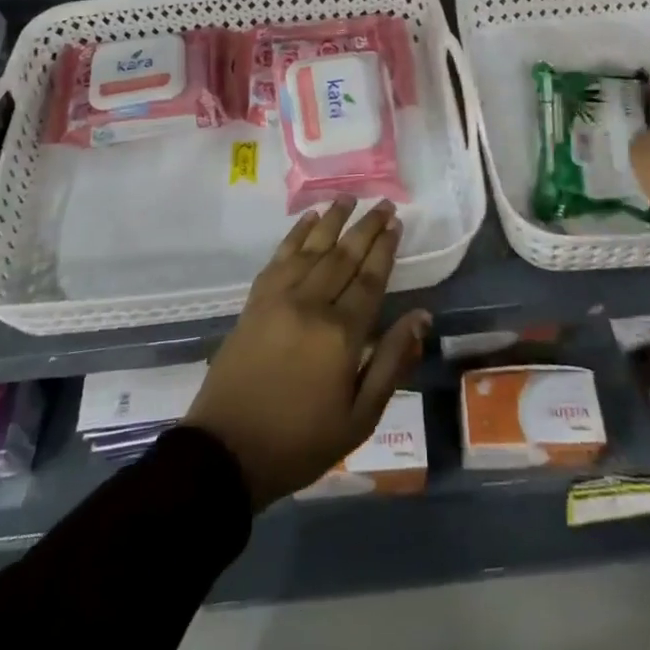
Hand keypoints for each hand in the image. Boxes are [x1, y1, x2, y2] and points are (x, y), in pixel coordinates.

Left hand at [185, 197, 430, 509]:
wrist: (227, 451)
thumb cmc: (300, 441)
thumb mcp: (360, 417)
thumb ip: (392, 363)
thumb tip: (422, 318)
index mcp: (341, 335)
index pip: (370, 279)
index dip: (385, 249)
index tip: (396, 223)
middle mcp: (311, 304)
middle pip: (344, 256)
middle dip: (365, 227)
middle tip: (383, 204)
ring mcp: (279, 298)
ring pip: (312, 248)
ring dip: (333, 220)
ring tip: (349, 198)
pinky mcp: (255, 301)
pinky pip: (279, 257)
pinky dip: (295, 234)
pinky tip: (308, 220)